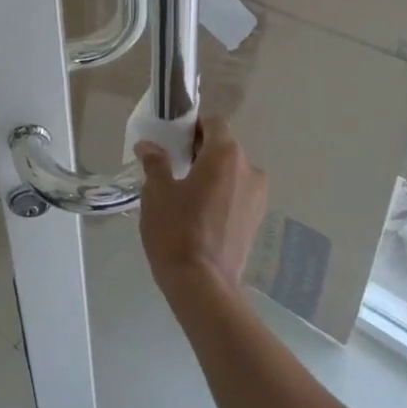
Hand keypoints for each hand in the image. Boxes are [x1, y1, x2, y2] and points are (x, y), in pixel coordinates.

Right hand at [135, 118, 268, 310]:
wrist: (202, 284)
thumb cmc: (176, 230)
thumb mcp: (157, 192)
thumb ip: (155, 162)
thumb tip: (148, 146)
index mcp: (226, 154)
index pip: (214, 123)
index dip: (193, 125)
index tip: (172, 138)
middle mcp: (249, 168)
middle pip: (225, 146)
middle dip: (200, 150)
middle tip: (172, 163)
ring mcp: (258, 195)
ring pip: (232, 171)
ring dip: (211, 172)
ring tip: (185, 190)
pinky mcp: (257, 218)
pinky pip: (237, 192)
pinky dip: (221, 192)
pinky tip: (199, 210)